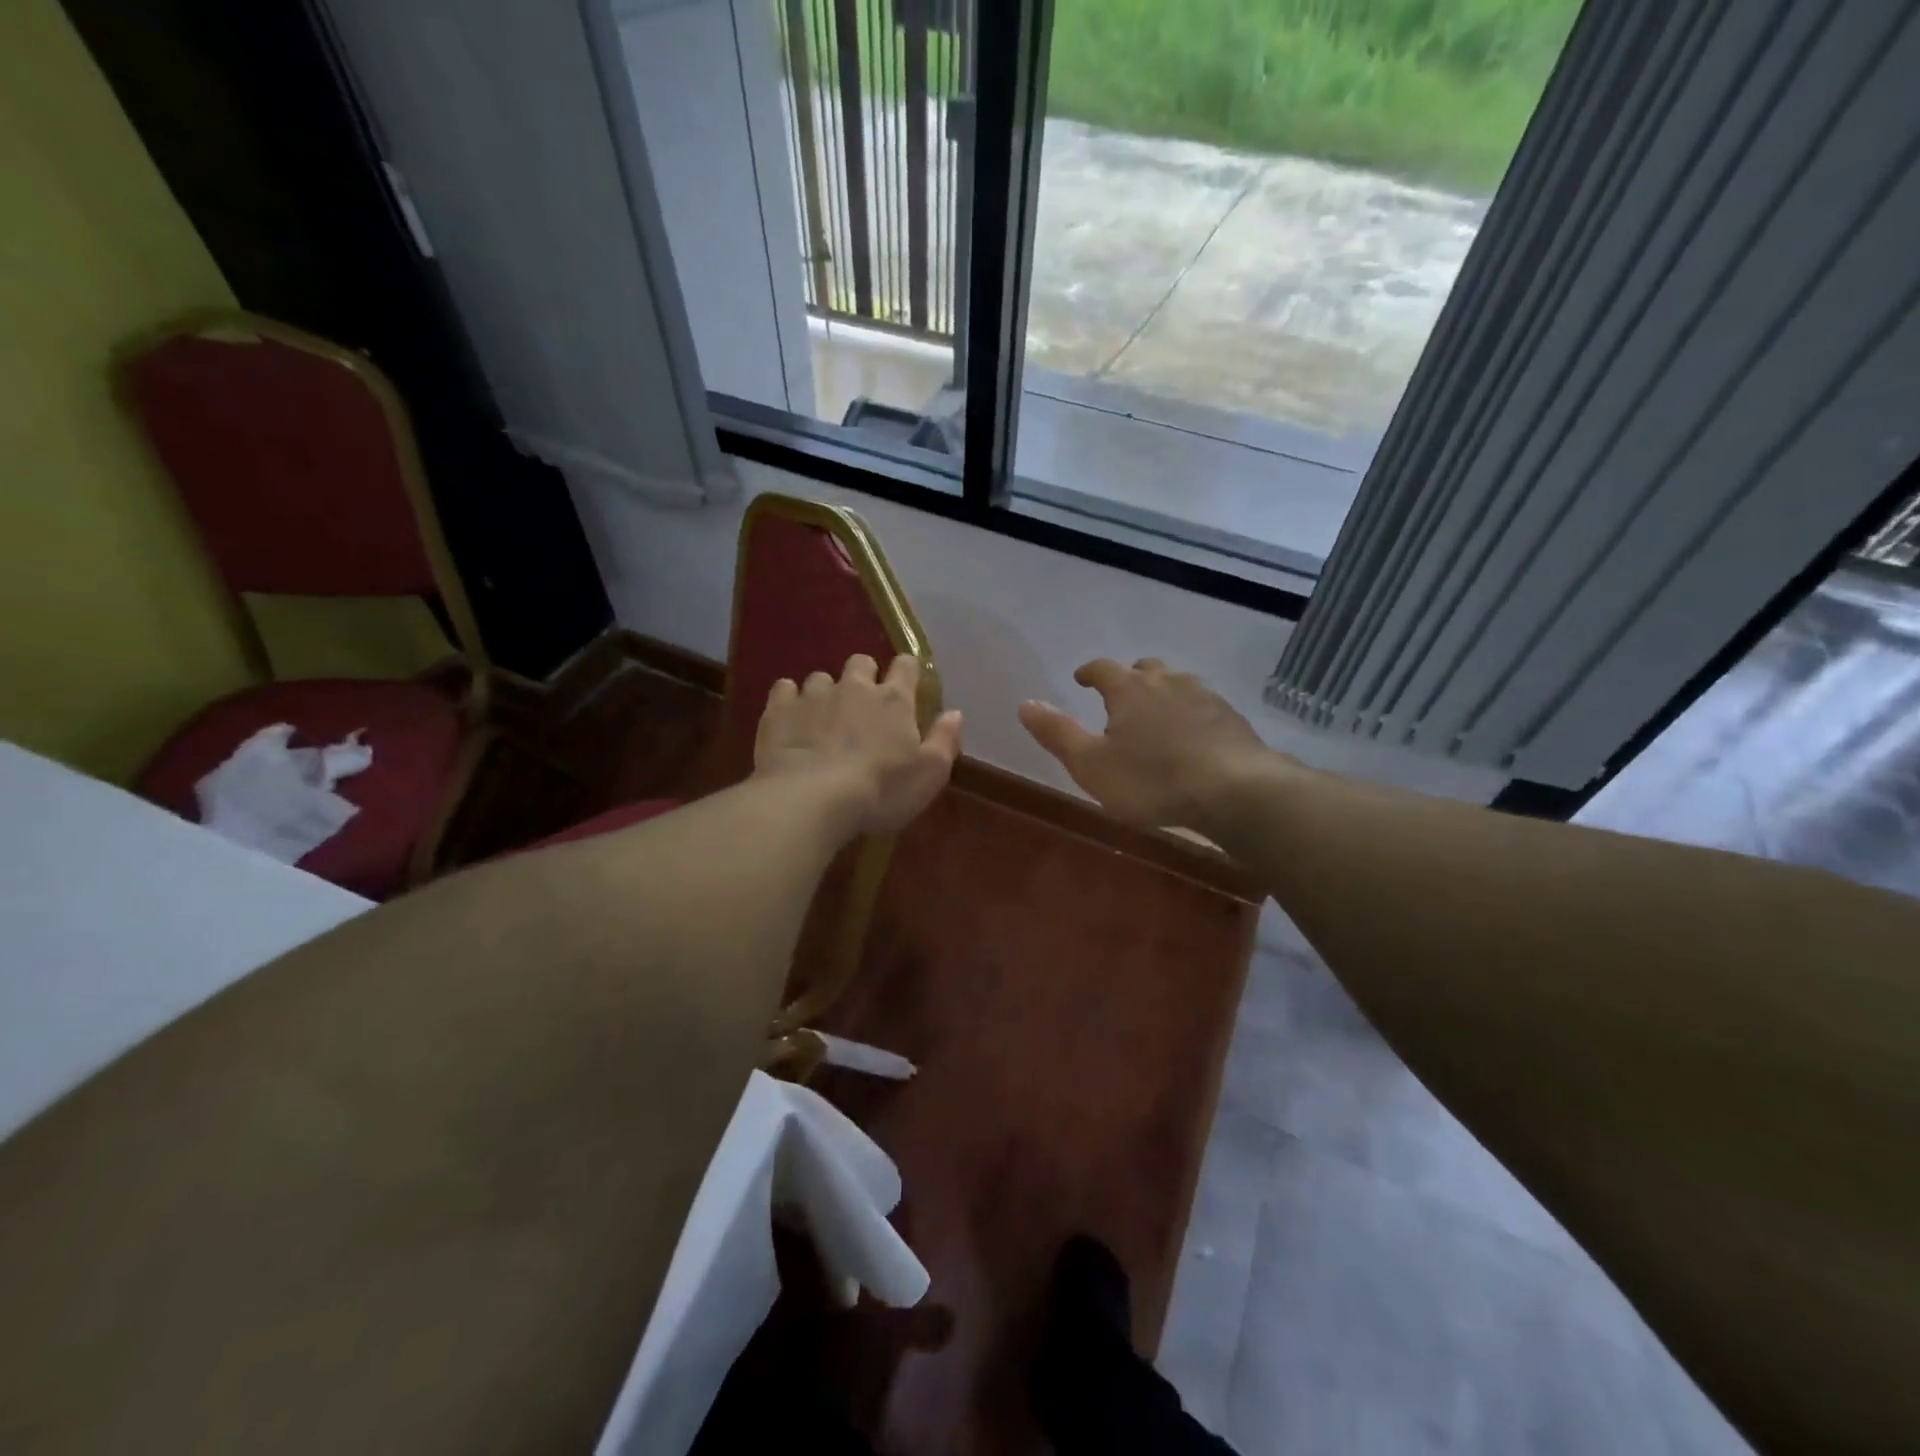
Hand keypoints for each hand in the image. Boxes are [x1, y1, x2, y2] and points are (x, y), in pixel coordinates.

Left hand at [755, 654, 962, 835]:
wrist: (811, 799)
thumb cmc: (880, 790)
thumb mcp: (928, 775)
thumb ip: (945, 740)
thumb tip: (955, 713)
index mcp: (894, 700)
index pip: (906, 666)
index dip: (907, 671)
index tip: (906, 685)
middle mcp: (854, 687)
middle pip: (861, 663)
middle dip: (863, 677)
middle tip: (861, 706)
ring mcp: (813, 695)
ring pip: (820, 677)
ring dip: (825, 692)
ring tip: (822, 719)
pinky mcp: (779, 709)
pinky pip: (783, 689)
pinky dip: (788, 700)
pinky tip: (789, 719)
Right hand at [1018, 658, 1279, 830]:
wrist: (1235, 790)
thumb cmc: (1151, 780)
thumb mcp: (1091, 765)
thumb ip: (1057, 734)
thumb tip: (1025, 704)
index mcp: (1129, 689)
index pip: (1102, 668)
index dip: (1089, 672)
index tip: (1081, 679)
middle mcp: (1167, 682)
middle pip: (1145, 669)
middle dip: (1130, 678)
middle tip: (1120, 696)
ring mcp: (1204, 696)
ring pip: (1178, 683)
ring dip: (1163, 693)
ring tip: (1157, 714)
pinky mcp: (1231, 717)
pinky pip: (1203, 705)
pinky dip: (1191, 713)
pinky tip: (1193, 736)